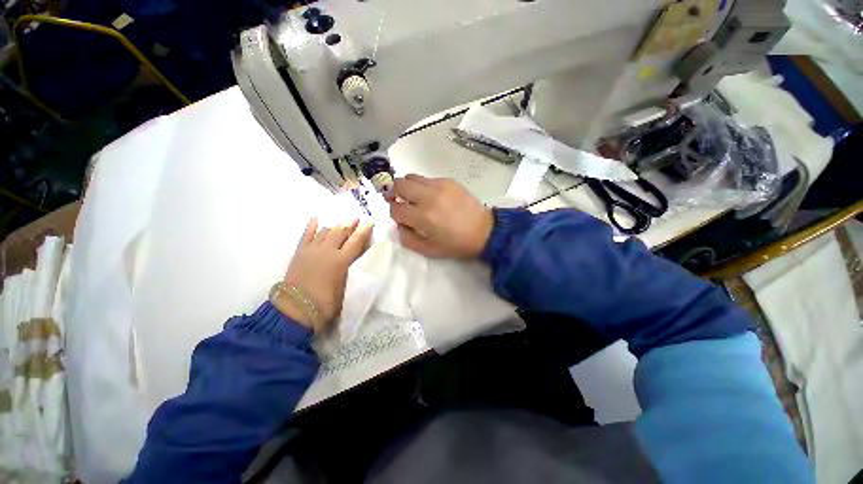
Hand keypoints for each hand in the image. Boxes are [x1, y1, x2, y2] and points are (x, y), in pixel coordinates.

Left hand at [274, 217, 373, 330]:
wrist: (295, 310)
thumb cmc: (326, 303)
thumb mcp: (346, 287)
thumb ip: (352, 270)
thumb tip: (357, 260)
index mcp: (341, 260)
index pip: (356, 241)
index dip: (364, 231)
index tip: (370, 222)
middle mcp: (327, 251)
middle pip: (340, 232)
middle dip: (350, 224)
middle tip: (356, 219)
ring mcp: (312, 250)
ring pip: (325, 232)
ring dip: (335, 226)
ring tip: (341, 223)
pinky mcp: (300, 253)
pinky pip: (306, 235)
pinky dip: (312, 226)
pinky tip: (316, 218)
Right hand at [388, 174, 492, 258]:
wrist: (484, 231)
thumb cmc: (456, 244)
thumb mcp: (428, 250)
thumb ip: (407, 238)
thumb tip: (399, 224)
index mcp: (423, 217)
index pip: (395, 209)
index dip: (394, 214)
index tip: (401, 218)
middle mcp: (428, 197)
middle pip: (398, 185)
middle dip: (393, 193)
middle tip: (398, 200)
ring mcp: (439, 186)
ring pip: (411, 177)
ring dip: (407, 187)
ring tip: (414, 197)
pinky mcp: (449, 181)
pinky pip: (427, 179)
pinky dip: (423, 186)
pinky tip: (432, 196)